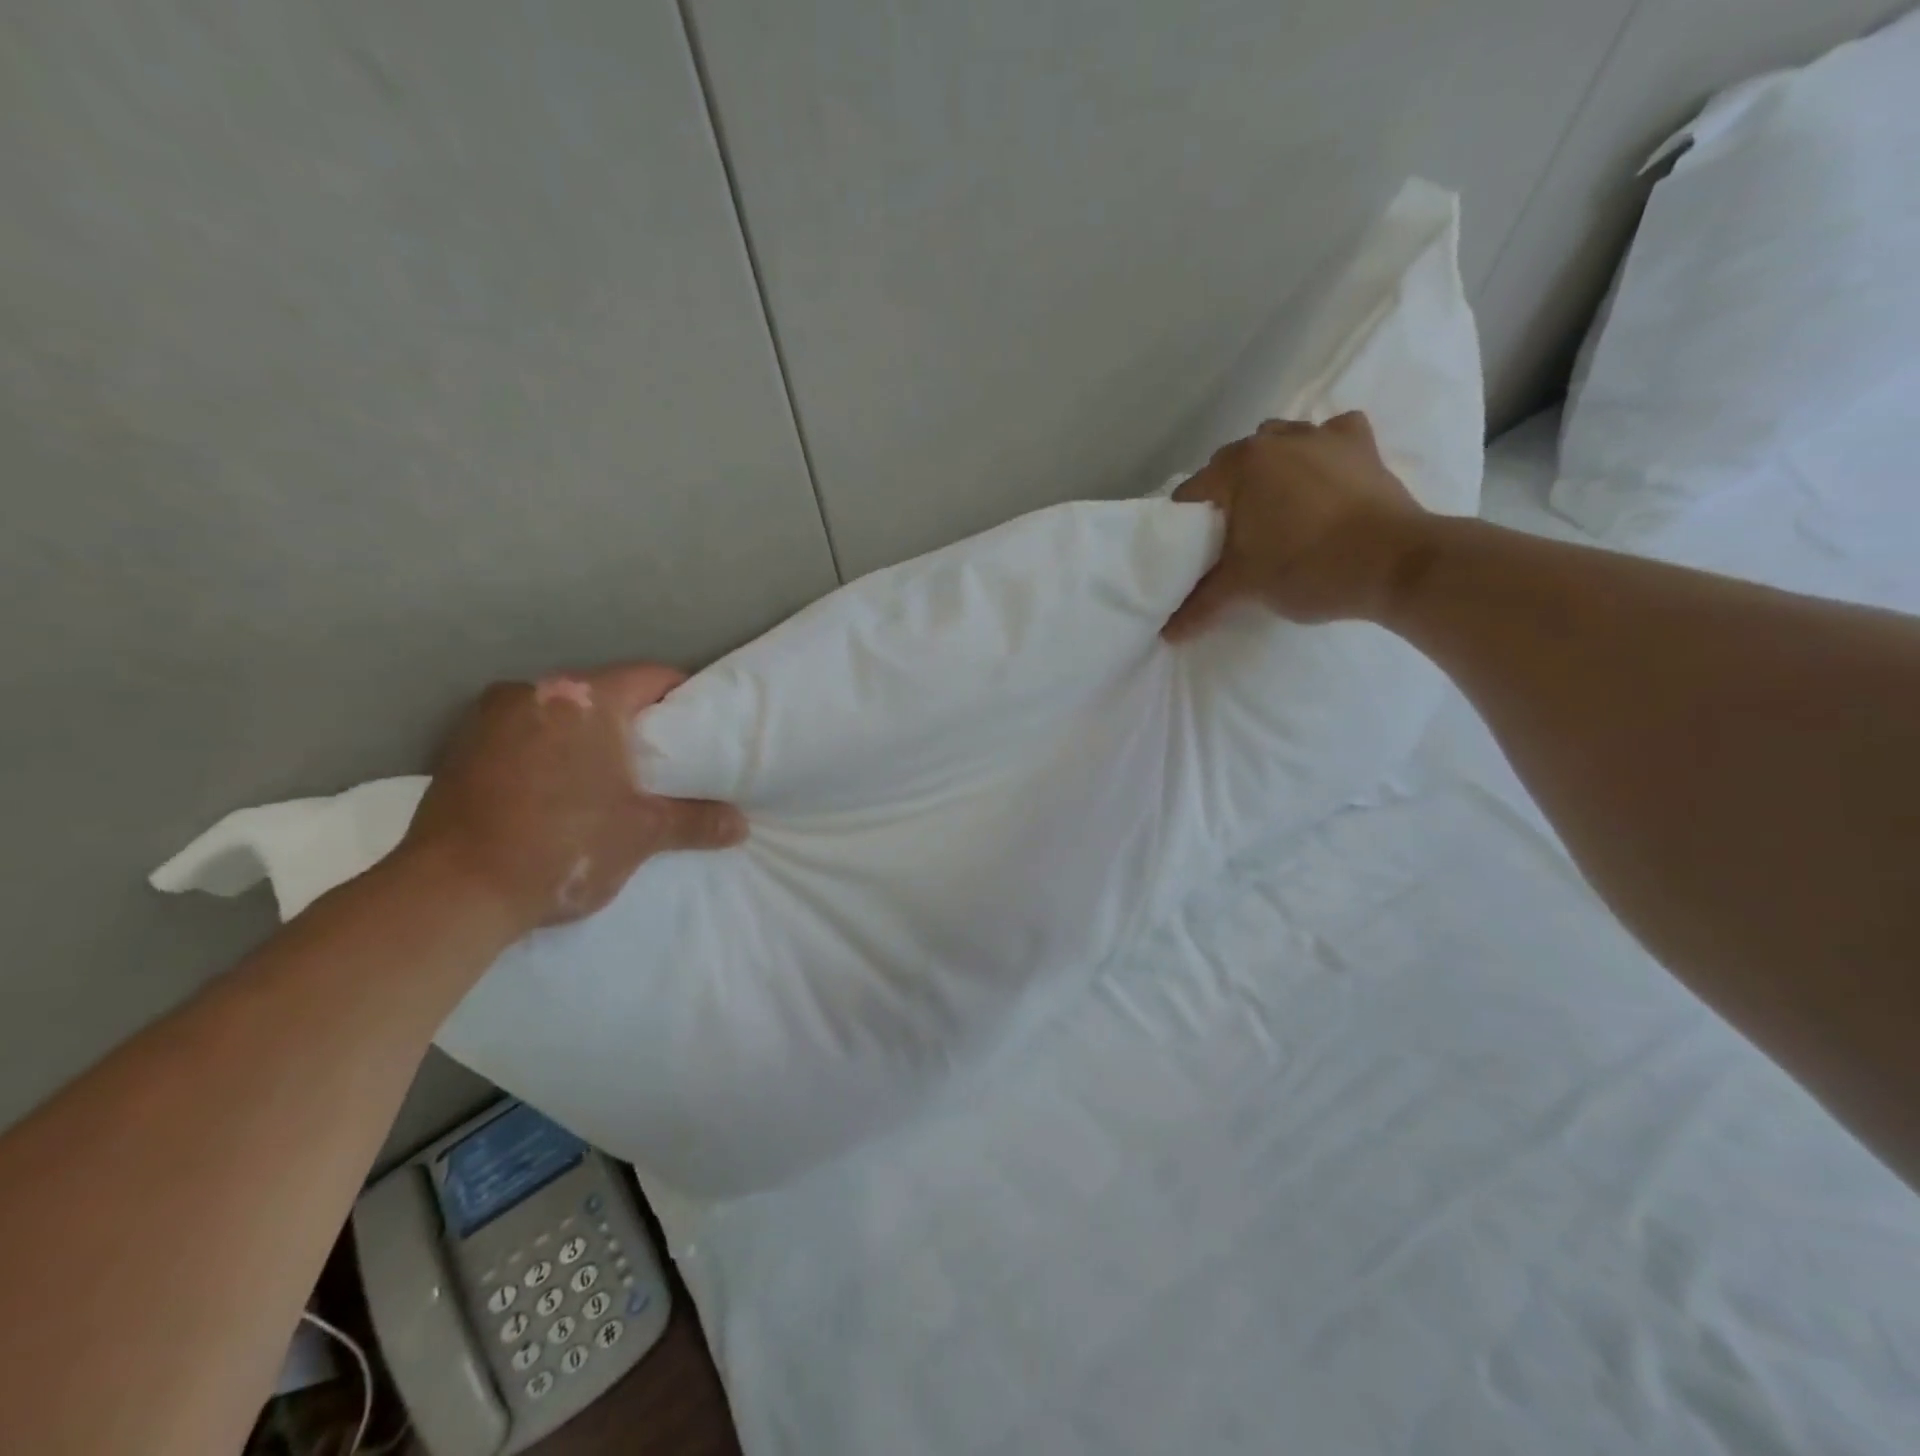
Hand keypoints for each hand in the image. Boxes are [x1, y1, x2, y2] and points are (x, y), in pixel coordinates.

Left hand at [400, 664, 745, 937]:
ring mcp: (488, 719)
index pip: (652, 677)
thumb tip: (741, 826)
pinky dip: (546, 754)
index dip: (683, 698)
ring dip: (585, 738)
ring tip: (607, 779)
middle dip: (633, 722)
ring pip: (558, 715)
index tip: (700, 726)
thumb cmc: (562, 846)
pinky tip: (555, 792)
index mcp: (584, 699)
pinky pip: (522, 737)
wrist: (452, 893)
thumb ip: (695, 821)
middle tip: (661, 759)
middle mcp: (533, 692)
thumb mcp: (641, 834)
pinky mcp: (458, 750)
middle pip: (603, 694)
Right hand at [1162, 412, 1429, 637]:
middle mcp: (1276, 440)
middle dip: (1227, 496)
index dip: (1185, 525)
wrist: (1396, 565)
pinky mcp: (1362, 446)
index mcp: (1240, 466)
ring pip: (1278, 443)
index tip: (1193, 552)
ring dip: (1269, 469)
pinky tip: (1322, 477)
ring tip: (1276, 508)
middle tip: (1232, 538)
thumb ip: (1200, 605)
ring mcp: (1323, 436)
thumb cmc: (1307, 568)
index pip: (1192, 493)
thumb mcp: (1244, 588)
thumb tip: (1167, 634)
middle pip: (1232, 465)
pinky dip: (1321, 452)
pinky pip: (1330, 436)